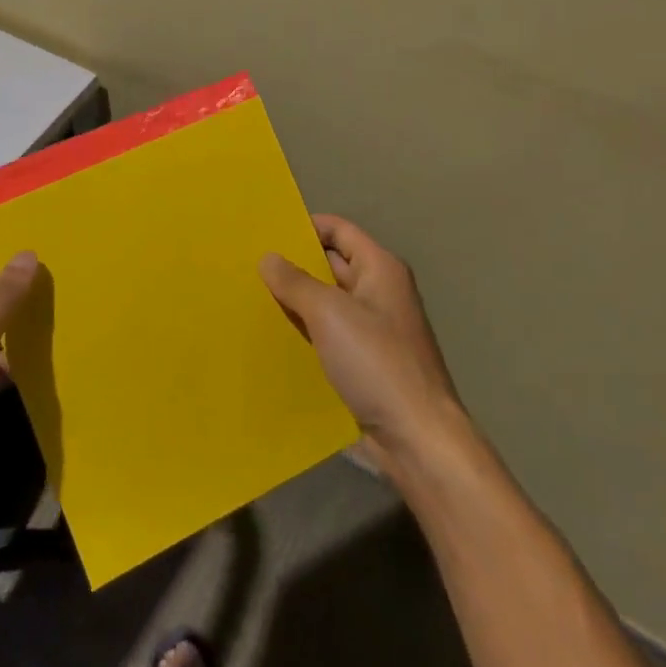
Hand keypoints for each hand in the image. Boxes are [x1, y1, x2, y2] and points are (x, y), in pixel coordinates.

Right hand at [260, 215, 470, 479]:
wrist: (416, 440)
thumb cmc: (376, 362)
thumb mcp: (329, 314)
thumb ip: (295, 282)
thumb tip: (269, 257)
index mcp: (380, 269)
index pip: (338, 230)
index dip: (305, 226)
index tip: (266, 232)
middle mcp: (379, 292)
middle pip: (331, 265)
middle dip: (294, 265)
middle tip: (248, 264)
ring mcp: (373, 330)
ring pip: (327, 303)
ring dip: (297, 302)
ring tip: (251, 297)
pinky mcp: (365, 363)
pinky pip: (329, 336)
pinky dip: (305, 332)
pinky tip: (274, 337)